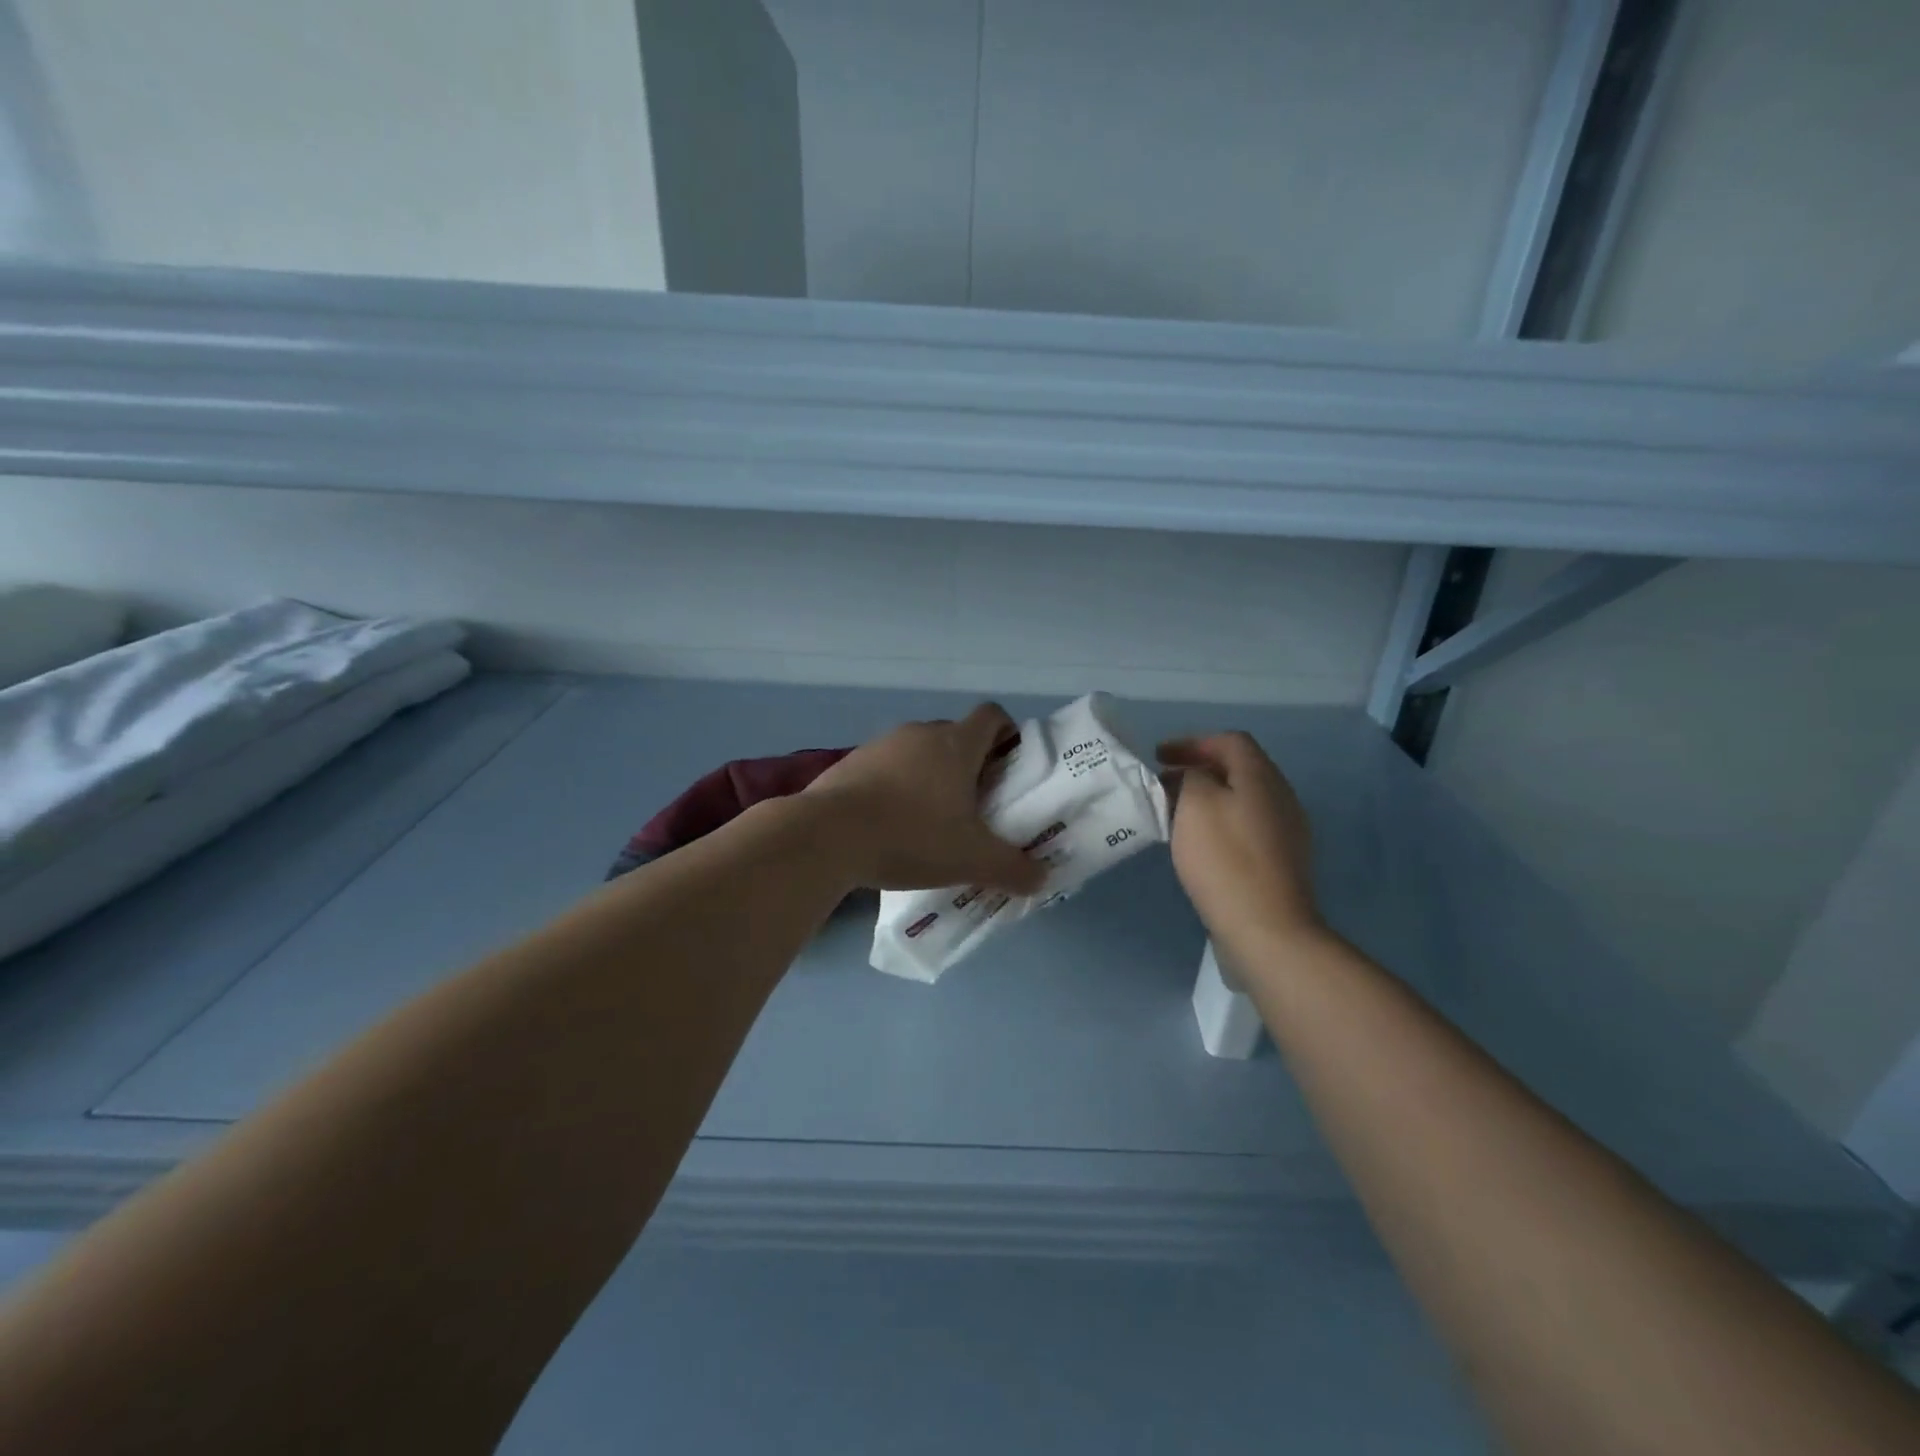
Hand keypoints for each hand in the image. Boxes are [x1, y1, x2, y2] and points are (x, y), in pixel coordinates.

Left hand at [804, 703, 1046, 894]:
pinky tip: (890, 824)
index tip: (1009, 768)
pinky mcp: (850, 762)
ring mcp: (881, 745)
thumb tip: (1042, 878)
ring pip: (919, 752)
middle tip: (976, 806)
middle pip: (956, 735)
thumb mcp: (971, 859)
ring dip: (930, 776)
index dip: (1007, 734)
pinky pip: (885, 767)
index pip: (992, 716)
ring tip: (931, 820)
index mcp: (956, 744)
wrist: (827, 836)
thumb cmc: (911, 836)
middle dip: (970, 765)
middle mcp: (920, 733)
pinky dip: (895, 787)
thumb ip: (1013, 868)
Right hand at [1158, 733, 1323, 951]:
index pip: (1230, 741)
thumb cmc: (1225, 859)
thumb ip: (1192, 777)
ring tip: (1174, 814)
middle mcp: (1281, 797)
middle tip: (1162, 784)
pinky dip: (1218, 823)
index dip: (1192, 742)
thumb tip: (1196, 777)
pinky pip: (1246, 827)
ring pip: (1241, 800)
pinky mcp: (1280, 862)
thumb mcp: (1196, 804)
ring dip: (1207, 798)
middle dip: (1197, 770)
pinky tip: (1198, 844)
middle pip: (1238, 769)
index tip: (1158, 757)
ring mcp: (1286, 832)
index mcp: (1262, 777)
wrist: (1267, 929)